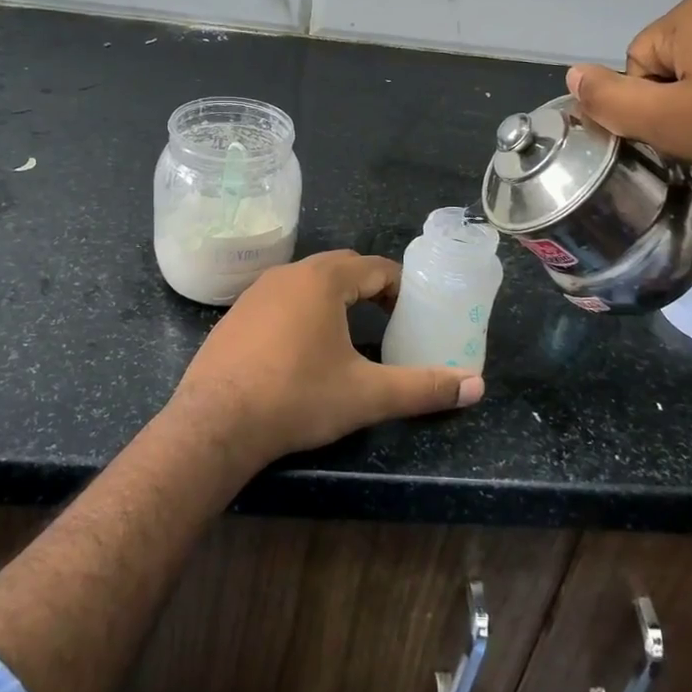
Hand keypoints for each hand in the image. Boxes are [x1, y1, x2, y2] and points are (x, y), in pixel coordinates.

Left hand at [166, 251, 483, 470]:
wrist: (215, 423)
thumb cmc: (297, 398)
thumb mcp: (366, 395)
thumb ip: (422, 388)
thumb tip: (476, 387)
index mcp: (323, 281)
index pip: (375, 268)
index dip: (401, 287)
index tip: (413, 314)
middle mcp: (288, 274)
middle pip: (341, 268)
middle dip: (369, 288)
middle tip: (388, 320)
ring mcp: (255, 292)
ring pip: (307, 282)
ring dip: (333, 298)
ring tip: (350, 332)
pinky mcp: (234, 315)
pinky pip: (279, 299)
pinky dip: (301, 311)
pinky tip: (302, 348)